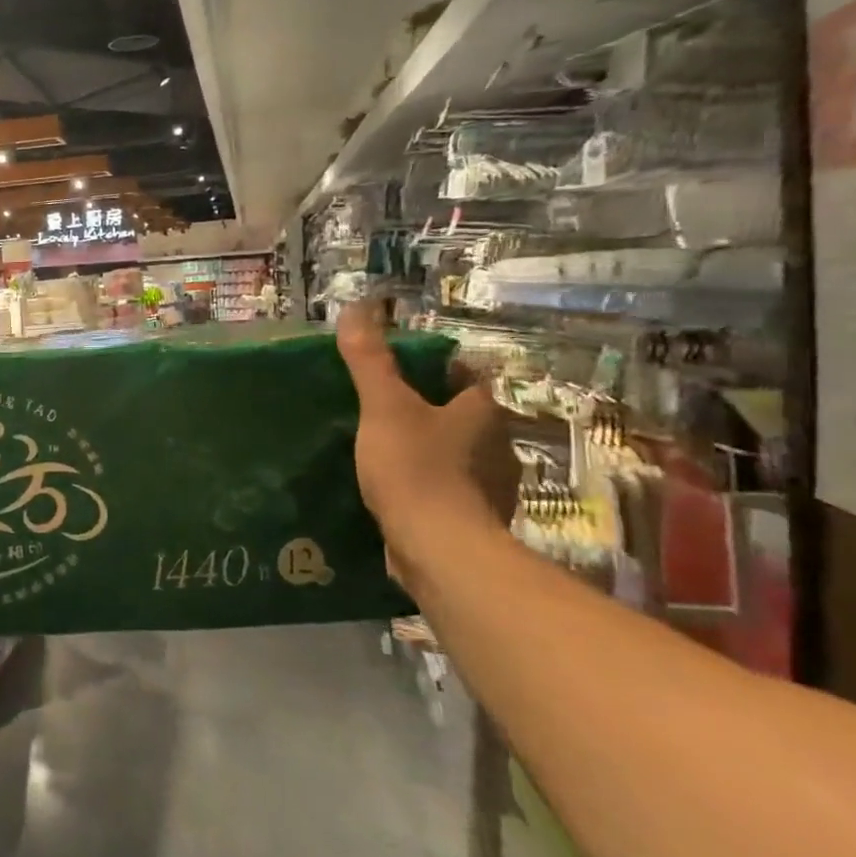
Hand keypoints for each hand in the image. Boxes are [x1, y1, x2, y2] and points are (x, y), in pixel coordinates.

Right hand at [336, 303, 515, 591]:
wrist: (440, 550)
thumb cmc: (416, 468)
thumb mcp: (384, 406)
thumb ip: (370, 359)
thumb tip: (358, 306)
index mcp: (483, 412)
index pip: (465, 377)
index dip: (434, 370)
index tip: (396, 373)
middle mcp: (497, 445)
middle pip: (461, 417)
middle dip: (428, 412)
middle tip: (380, 411)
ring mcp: (490, 488)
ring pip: (456, 456)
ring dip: (428, 451)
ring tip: (381, 451)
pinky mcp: (474, 521)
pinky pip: (447, 491)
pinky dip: (425, 487)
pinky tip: (394, 491)